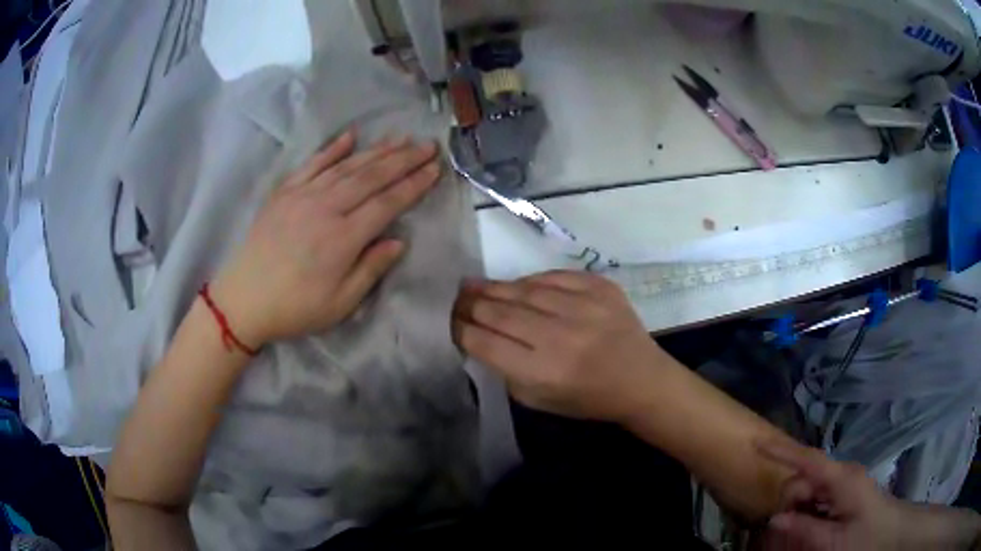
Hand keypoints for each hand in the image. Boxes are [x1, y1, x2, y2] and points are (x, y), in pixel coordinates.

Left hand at [212, 130, 440, 346]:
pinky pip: (312, 163)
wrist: (244, 299)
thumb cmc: (295, 308)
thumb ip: (371, 269)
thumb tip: (399, 241)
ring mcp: (303, 195)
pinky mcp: (284, 192)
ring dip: (376, 150)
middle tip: (427, 145)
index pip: (387, 203)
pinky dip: (332, 148)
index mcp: (342, 238)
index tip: (435, 170)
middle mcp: (325, 208)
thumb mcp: (340, 303)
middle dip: (403, 159)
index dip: (413, 185)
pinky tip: (350, 136)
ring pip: (346, 166)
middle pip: (371, 177)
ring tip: (400, 138)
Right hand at [452, 271, 667, 422]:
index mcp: (543, 371)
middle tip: (456, 298)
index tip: (451, 321)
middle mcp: (560, 336)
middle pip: (501, 312)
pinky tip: (518, 285)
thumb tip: (479, 337)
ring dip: (495, 287)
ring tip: (475, 285)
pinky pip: (554, 276)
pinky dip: (531, 280)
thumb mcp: (538, 400)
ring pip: (524, 289)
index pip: (486, 343)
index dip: (462, 329)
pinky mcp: (600, 288)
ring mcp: (583, 307)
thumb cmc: (587, 398)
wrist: (641, 380)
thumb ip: (506, 370)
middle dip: (472, 304)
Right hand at [758, 440, 908, 550]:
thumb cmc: (867, 538)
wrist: (894, 533)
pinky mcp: (847, 492)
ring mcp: (845, 483)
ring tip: (798, 536)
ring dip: (798, 511)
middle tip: (785, 533)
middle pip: (804, 479)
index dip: (781, 451)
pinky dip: (808, 513)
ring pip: (810, 490)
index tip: (756, 443)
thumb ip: (805, 528)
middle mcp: (842, 475)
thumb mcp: (834, 541)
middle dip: (789, 503)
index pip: (807, 460)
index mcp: (841, 480)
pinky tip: (810, 530)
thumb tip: (775, 518)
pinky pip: (820, 498)